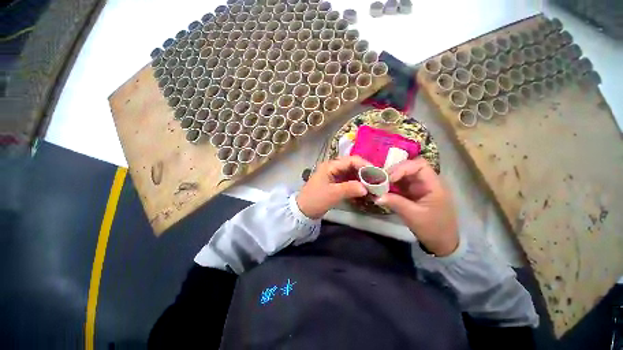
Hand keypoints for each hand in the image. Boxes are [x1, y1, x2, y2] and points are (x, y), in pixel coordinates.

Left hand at [296, 156, 369, 218]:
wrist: (303, 210)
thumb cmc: (316, 199)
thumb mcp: (333, 193)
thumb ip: (350, 188)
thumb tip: (366, 188)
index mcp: (330, 166)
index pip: (351, 160)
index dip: (364, 165)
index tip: (376, 173)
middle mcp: (332, 167)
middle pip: (352, 166)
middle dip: (364, 172)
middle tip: (376, 180)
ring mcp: (333, 175)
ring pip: (351, 173)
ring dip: (361, 178)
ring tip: (372, 185)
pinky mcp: (334, 183)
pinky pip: (348, 180)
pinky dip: (356, 184)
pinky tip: (363, 189)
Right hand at [376, 158, 458, 255]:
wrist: (442, 243)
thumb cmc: (433, 229)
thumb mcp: (413, 216)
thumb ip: (395, 203)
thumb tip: (375, 196)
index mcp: (433, 185)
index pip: (419, 165)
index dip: (403, 168)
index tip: (389, 178)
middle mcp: (427, 182)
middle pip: (410, 167)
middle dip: (394, 171)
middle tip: (380, 179)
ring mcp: (419, 187)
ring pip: (403, 174)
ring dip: (390, 177)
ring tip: (378, 182)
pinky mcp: (413, 192)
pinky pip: (401, 183)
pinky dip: (391, 184)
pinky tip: (382, 188)